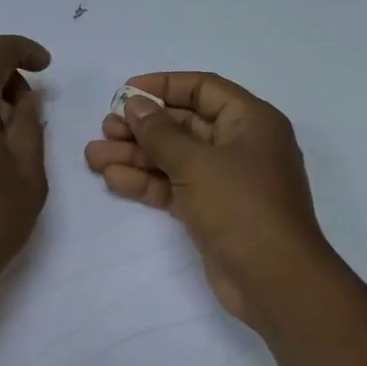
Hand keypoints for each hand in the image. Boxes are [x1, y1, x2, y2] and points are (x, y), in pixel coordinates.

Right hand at [84, 71, 334, 327]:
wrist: (273, 279)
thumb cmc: (242, 208)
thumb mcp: (197, 163)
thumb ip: (161, 133)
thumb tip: (135, 105)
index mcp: (250, 121)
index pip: (202, 89)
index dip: (163, 86)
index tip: (124, 93)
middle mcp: (238, 145)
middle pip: (183, 124)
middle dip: (142, 126)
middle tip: (104, 129)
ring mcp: (223, 181)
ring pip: (173, 158)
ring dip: (135, 155)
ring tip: (93, 157)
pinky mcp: (209, 210)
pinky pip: (172, 187)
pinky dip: (145, 182)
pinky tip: (112, 178)